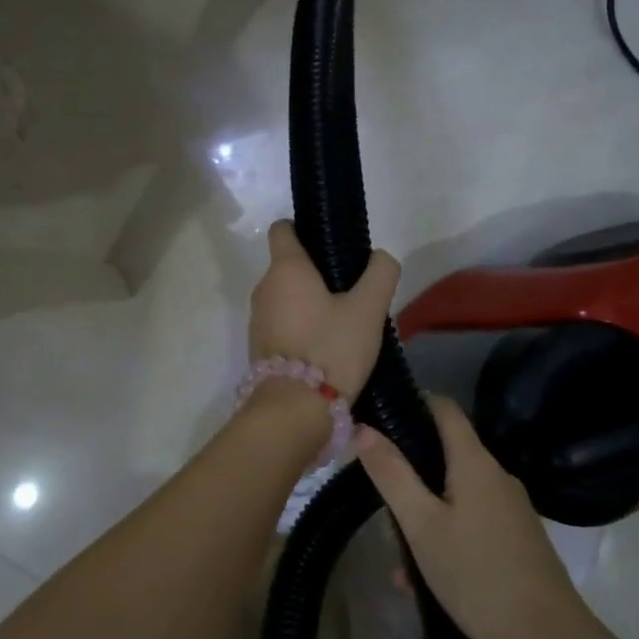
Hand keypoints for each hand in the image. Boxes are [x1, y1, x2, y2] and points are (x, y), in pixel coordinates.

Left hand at [249, 221, 399, 400]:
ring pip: (285, 296)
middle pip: (289, 266)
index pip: (283, 229)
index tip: (330, 247)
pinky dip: (299, 326)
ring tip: (341, 324)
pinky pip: (281, 323)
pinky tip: (325, 346)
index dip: (304, 230)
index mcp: (286, 268)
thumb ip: (380, 274)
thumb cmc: (331, 348)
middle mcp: (264, 287)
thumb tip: (379, 257)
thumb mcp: (368, 309)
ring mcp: (257, 318)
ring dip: (308, 303)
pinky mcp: (259, 346)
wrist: (293, 409)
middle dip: (316, 274)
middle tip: (351, 293)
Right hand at [353, 396, 597, 638]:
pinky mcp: (517, 541)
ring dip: (423, 513)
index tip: (377, 418)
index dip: (412, 403)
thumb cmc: (479, 577)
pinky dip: (444, 537)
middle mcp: (497, 477)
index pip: (444, 408)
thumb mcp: (422, 526)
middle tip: (377, 496)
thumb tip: (362, 428)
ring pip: (455, 494)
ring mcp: (510, 511)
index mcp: (475, 462)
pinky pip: (471, 523)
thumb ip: (392, 475)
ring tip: (396, 554)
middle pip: (446, 453)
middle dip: (410, 471)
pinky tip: (422, 579)